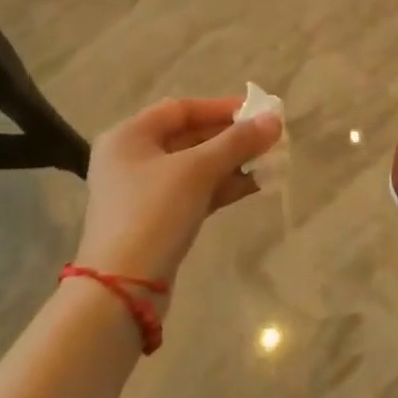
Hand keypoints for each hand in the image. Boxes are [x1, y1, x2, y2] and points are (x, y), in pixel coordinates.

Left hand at [76, 97, 281, 289]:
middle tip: (270, 138)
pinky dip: (222, 186)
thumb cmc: (153, 213)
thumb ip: (237, 142)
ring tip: (270, 161)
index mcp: (129, 136)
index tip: (258, 111)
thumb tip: (275, 120)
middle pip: (189, 136)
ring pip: (195, 167)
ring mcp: (142, 192)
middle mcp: (131, 158)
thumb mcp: (197, 171)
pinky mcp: (156, 220)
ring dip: (231, 162)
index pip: (181, 109)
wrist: (122, 290)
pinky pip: (194, 192)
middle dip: (231, 137)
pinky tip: (255, 184)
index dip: (221, 107)